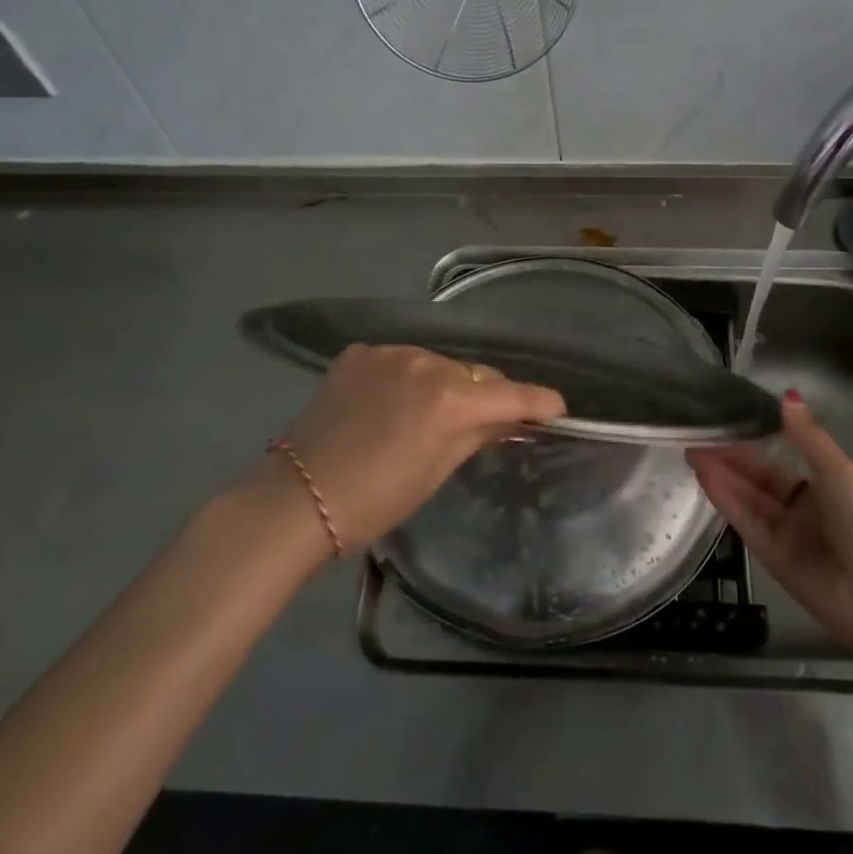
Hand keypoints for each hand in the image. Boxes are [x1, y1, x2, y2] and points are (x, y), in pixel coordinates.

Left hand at [275, 344, 564, 552]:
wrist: (295, 500)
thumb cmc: (374, 501)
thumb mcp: (436, 471)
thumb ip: (478, 434)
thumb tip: (510, 419)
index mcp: (449, 399)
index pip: (511, 394)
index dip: (539, 401)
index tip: (557, 409)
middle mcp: (426, 362)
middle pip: (473, 374)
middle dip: (484, 395)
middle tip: (483, 422)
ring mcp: (389, 352)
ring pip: (436, 363)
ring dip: (443, 383)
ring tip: (425, 415)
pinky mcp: (360, 352)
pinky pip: (400, 360)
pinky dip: (405, 377)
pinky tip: (388, 403)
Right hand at [687, 392, 852, 650]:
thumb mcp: (838, 470)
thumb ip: (807, 435)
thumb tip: (787, 395)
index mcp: (824, 485)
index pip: (780, 458)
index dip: (754, 440)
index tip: (726, 419)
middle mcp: (802, 508)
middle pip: (758, 478)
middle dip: (729, 457)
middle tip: (697, 435)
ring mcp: (785, 533)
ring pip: (747, 498)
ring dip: (721, 475)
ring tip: (692, 451)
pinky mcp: (770, 557)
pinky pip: (746, 522)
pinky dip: (726, 500)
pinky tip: (705, 478)